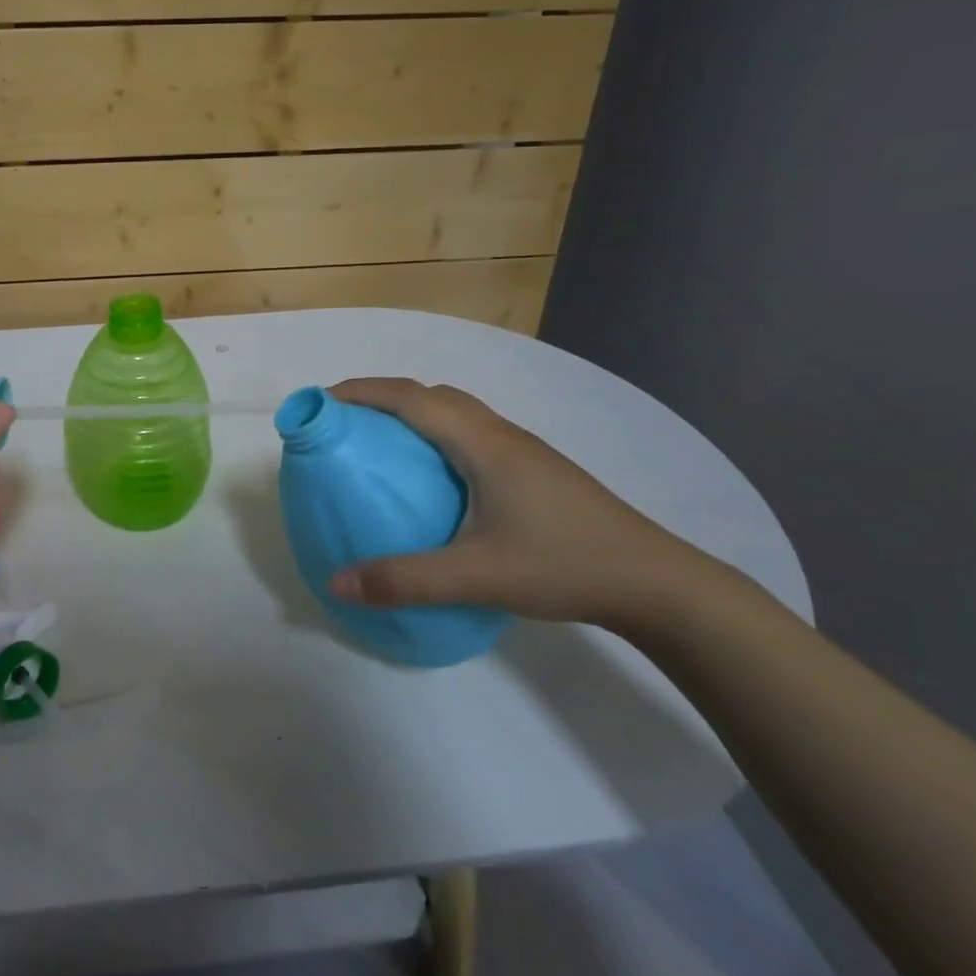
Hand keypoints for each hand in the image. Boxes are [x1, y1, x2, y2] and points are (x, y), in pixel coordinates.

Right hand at [325, 379, 732, 631]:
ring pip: (456, 413)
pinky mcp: (533, 470)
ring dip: (412, 415)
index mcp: (482, 443)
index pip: (410, 397)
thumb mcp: (477, 577)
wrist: (654, 582)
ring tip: (381, 447)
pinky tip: (433, 479)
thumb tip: (337, 583)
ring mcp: (522, 451)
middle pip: (431, 395)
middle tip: (345, 426)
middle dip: (381, 398)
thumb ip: (404, 580)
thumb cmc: (563, 564)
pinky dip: (436, 436)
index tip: (321, 404)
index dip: (361, 392)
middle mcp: (500, 434)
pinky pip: (471, 434)